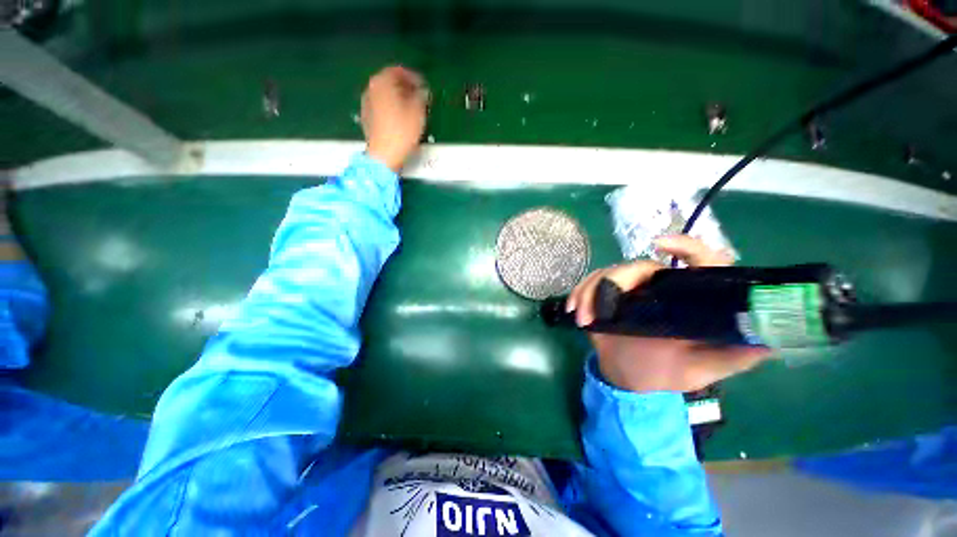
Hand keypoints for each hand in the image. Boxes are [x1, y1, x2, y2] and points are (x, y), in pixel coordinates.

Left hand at [361, 66, 428, 171]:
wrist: (384, 155)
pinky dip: (391, 109)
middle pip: (389, 82)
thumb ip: (421, 96)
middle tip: (418, 97)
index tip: (424, 86)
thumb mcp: (418, 111)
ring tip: (410, 109)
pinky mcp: (366, 118)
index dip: (413, 77)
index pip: (399, 71)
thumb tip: (422, 91)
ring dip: (397, 98)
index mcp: (383, 81)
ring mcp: (366, 103)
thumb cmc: (402, 130)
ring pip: (384, 95)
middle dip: (405, 87)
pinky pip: (381, 107)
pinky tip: (399, 120)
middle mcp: (371, 88)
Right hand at [566, 235, 771, 392]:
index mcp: (686, 298)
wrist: (628, 377)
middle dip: (613, 283)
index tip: (661, 244)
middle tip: (598, 311)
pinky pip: (589, 284)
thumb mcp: (701, 369)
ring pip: (607, 274)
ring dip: (589, 294)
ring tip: (582, 318)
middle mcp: (658, 287)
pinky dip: (578, 294)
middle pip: (636, 266)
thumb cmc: (665, 372)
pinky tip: (573, 309)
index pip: (699, 262)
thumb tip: (769, 340)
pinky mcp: (605, 294)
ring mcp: (628, 289)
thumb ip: (732, 356)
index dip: (687, 246)